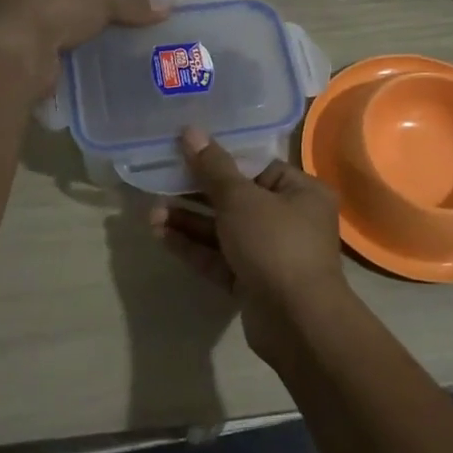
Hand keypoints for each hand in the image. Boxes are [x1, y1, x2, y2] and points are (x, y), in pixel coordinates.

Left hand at [0, 0, 169, 93]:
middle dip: (77, 20)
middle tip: (108, 32)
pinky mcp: (15, 64)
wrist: (20, 55)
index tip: (104, 5)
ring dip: (70, 45)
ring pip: (49, 36)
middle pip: (54, 8)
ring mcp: (10, 35)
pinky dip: (64, 66)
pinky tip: (86, 71)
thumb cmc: (54, 10)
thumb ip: (132, 4)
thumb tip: (169, 6)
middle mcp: (11, 1)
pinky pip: (47, 61)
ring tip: (103, 55)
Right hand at [149, 127, 349, 367]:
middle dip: (196, 193)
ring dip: (189, 221)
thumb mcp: (241, 199)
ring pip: (224, 230)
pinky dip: (193, 246)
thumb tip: (191, 131)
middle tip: (160, 181)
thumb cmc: (275, 243)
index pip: (257, 167)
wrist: (296, 321)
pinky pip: (219, 258)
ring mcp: (270, 253)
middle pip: (236, 199)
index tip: (185, 151)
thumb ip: (213, 167)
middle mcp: (290, 219)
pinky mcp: (252, 282)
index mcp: (301, 191)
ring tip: (151, 212)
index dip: (220, 159)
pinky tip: (160, 235)